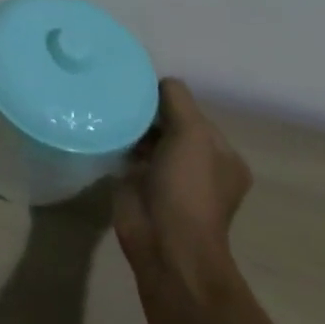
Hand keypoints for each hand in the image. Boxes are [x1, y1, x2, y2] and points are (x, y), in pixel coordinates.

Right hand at [113, 79, 252, 296]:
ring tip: (106, 107)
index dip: (168, 99)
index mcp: (222, 155)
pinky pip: (128, 152)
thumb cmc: (187, 187)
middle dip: (147, 110)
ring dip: (131, 125)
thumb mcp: (192, 134)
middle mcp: (199, 164)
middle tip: (118, 95)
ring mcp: (169, 176)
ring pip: (147, 136)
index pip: (192, 111)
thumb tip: (156, 81)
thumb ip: (177, 100)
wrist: (165, 242)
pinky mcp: (140, 184)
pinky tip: (102, 128)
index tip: (140, 90)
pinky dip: (118, 141)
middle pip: (168, 122)